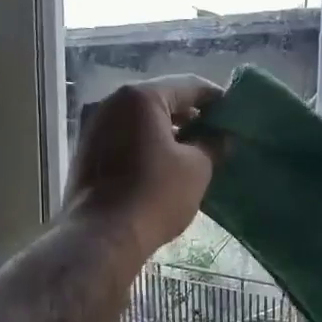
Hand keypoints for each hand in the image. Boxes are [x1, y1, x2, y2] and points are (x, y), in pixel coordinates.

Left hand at [66, 77, 221, 261]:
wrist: (103, 236)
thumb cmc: (156, 195)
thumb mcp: (197, 168)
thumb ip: (213, 144)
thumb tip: (222, 136)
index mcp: (141, 97)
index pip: (189, 86)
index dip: (216, 99)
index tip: (235, 114)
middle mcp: (111, 102)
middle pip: (162, 100)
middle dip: (191, 116)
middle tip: (217, 135)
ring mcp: (94, 126)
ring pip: (141, 120)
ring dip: (169, 132)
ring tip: (194, 153)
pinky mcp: (87, 152)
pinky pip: (126, 138)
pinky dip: (148, 145)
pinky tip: (166, 166)